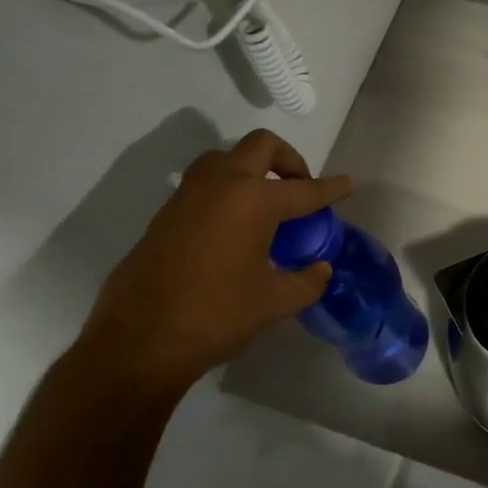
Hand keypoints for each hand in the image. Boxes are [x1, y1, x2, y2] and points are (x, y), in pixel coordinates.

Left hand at [76, 129, 351, 397]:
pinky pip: (204, 183)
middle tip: (300, 187)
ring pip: (226, 157)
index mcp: (254, 201)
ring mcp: (188, 195)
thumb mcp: (274, 302)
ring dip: (252, 168)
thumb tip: (321, 269)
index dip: (332, 188)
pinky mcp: (166, 214)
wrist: (139, 341)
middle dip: (289, 159)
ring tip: (265, 202)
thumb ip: (307, 281)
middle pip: (261, 146)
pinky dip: (226, 189)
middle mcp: (221, 185)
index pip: (305, 189)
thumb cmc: (216, 315)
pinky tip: (233, 226)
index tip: (348, 184)